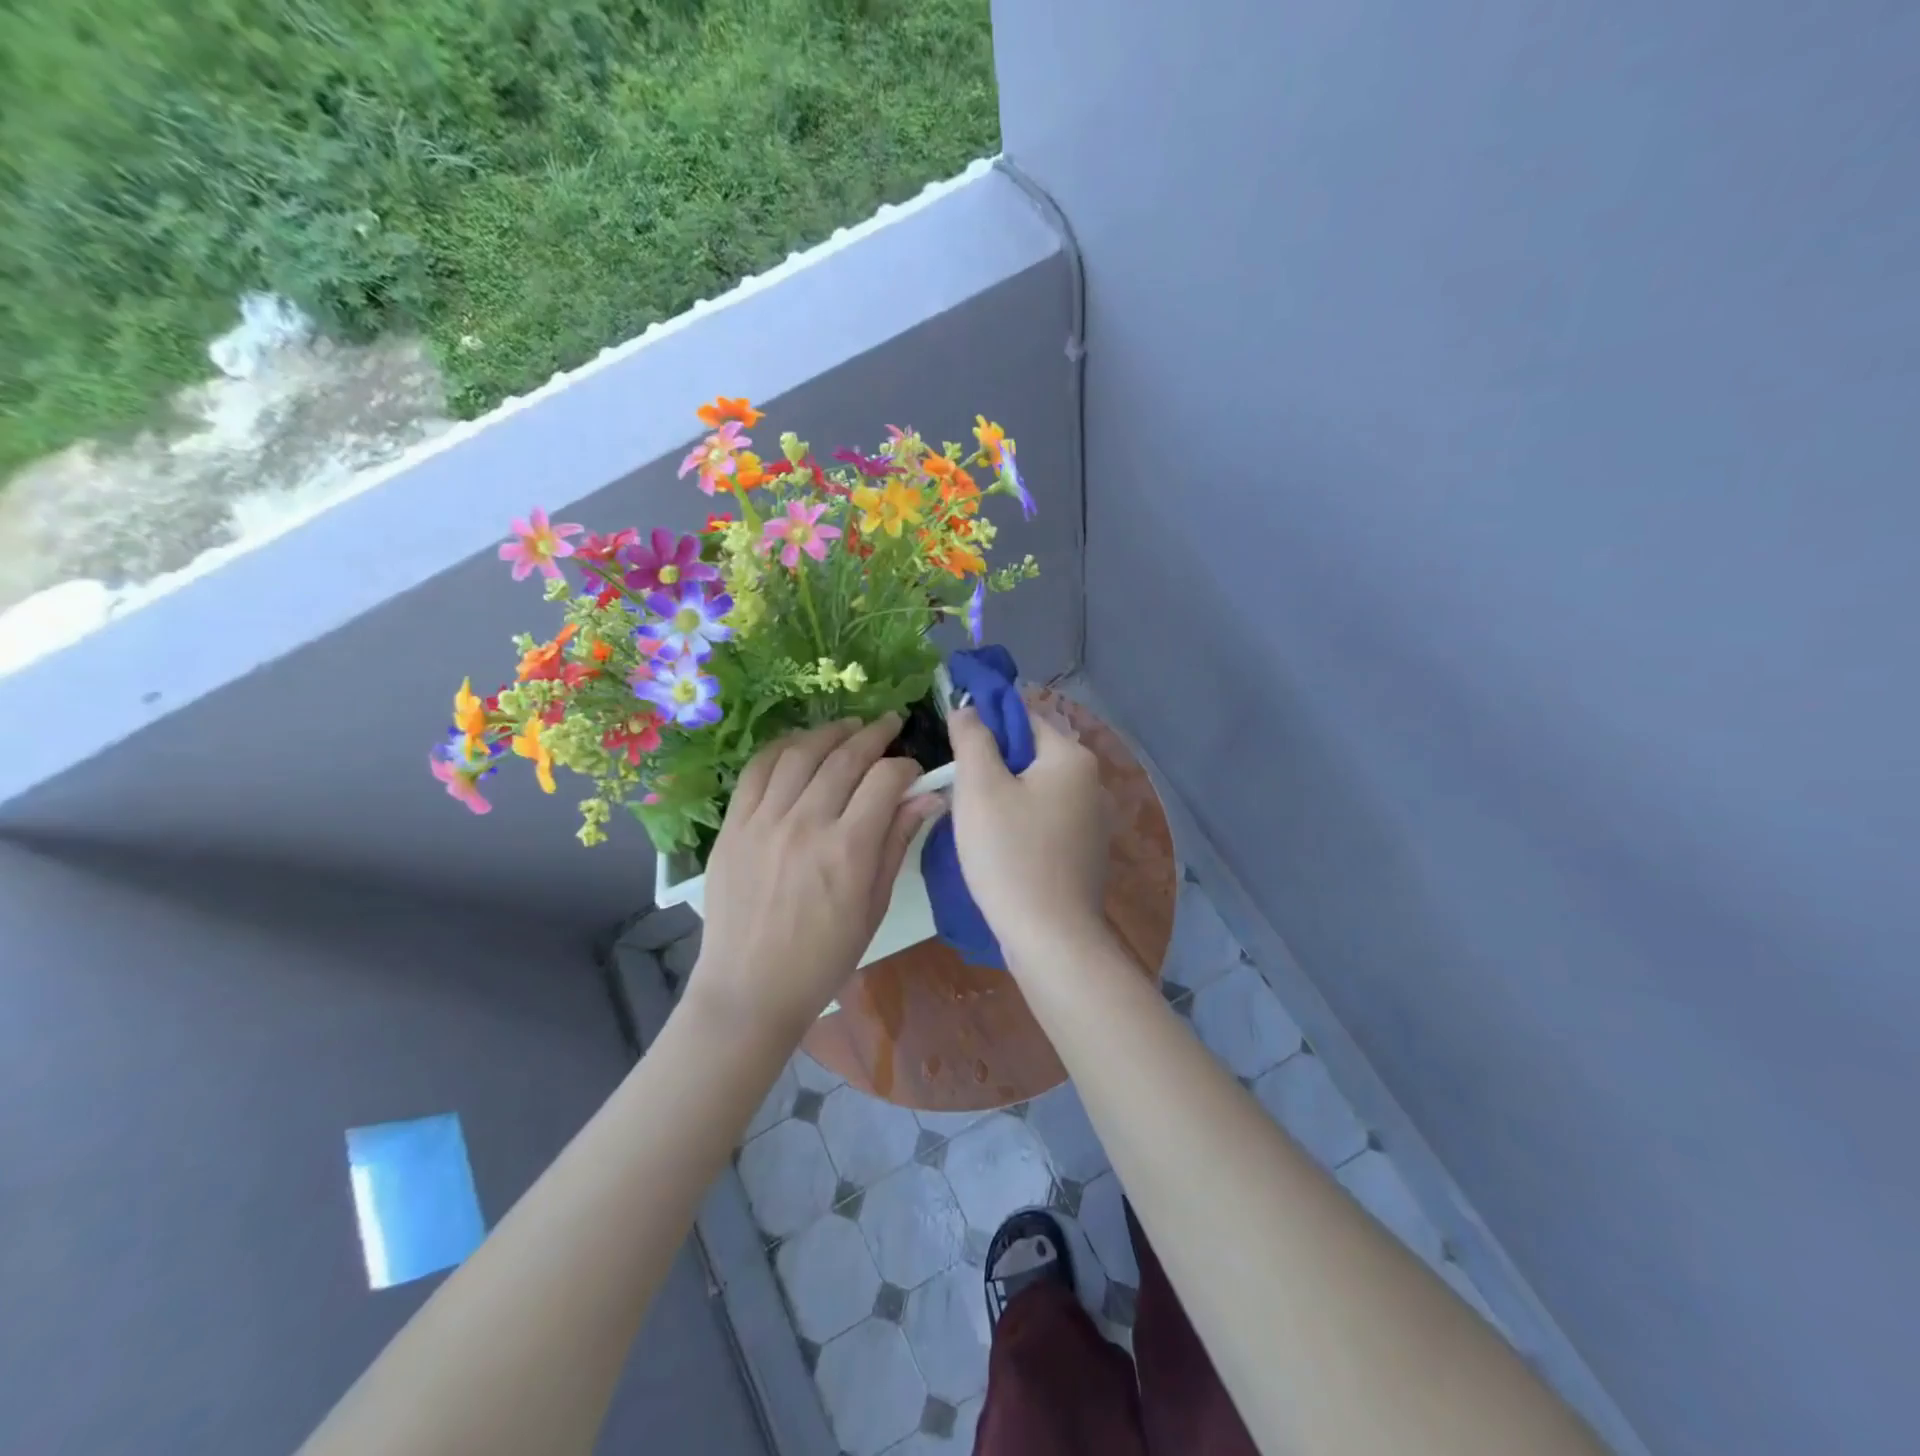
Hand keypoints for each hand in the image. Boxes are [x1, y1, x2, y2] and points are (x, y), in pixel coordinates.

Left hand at [690, 715, 940, 1039]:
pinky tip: (800, 744)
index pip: (885, 780)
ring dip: (830, 732)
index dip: (906, 766)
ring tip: (849, 726)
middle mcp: (806, 824)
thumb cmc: (824, 957)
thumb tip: (929, 799)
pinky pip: (757, 770)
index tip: (914, 771)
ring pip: (801, 754)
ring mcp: (764, 821)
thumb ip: (897, 843)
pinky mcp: (733, 825)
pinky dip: (782, 748)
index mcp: (848, 850)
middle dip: (874, 734)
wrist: (750, 988)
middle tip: (890, 724)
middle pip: (845, 757)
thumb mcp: (873, 905)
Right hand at [947, 704, 1107, 954]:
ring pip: (1035, 788)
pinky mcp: (1084, 850)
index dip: (985, 724)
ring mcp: (1092, 818)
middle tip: (958, 789)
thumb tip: (968, 707)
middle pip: (1030, 753)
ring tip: (973, 820)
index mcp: (1071, 757)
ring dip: (1003, 795)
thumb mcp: (979, 788)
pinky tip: (998, 846)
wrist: (1050, 937)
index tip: (953, 747)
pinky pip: (1044, 818)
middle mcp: (1090, 780)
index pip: (1023, 716)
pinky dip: (1019, 821)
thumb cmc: (1010, 855)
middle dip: (991, 764)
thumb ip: (972, 738)